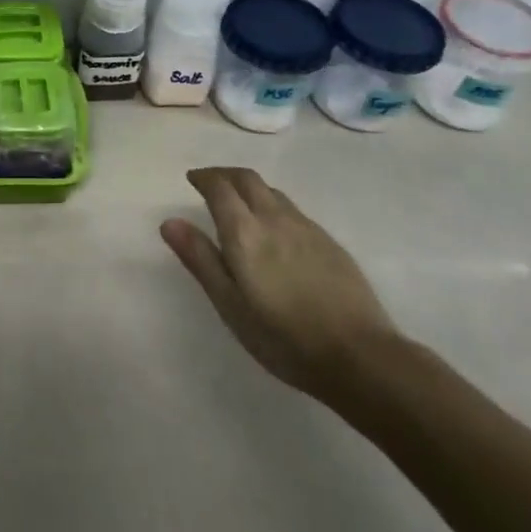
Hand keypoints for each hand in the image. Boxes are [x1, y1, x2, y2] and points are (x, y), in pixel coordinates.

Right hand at [162, 167, 398, 401]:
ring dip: (250, 188)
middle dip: (225, 175)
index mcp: (245, 232)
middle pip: (247, 179)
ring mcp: (306, 228)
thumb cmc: (284, 337)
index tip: (192, 179)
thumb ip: (200, 259)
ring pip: (272, 192)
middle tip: (210, 183)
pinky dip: (273, 205)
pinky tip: (275, 231)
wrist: (361, 356)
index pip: (219, 187)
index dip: (203, 178)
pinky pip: (292, 209)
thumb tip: (169, 222)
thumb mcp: (230, 305)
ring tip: (240, 204)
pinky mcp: (329, 242)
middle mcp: (274, 218)